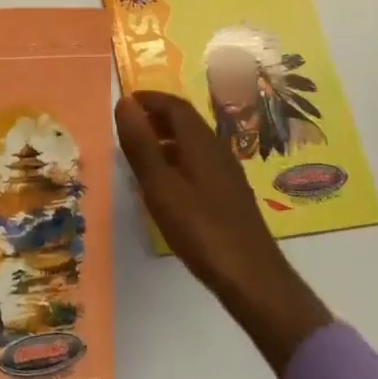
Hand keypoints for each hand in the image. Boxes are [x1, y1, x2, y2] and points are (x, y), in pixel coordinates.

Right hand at [115, 92, 332, 373]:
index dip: (149, 99)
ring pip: (193, 144)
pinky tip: (166, 185)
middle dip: (157, 117)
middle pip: (186, 122)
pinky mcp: (230, 196)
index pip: (175, 106)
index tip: (125, 102)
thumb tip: (124, 103)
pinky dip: (177, 160)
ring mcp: (227, 174)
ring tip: (140, 154)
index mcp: (201, 142)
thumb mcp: (160, 186)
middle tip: (129, 126)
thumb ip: (141, 144)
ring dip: (166, 139)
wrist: (253, 279)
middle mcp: (217, 150)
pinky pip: (199, 163)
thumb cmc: (201, 229)